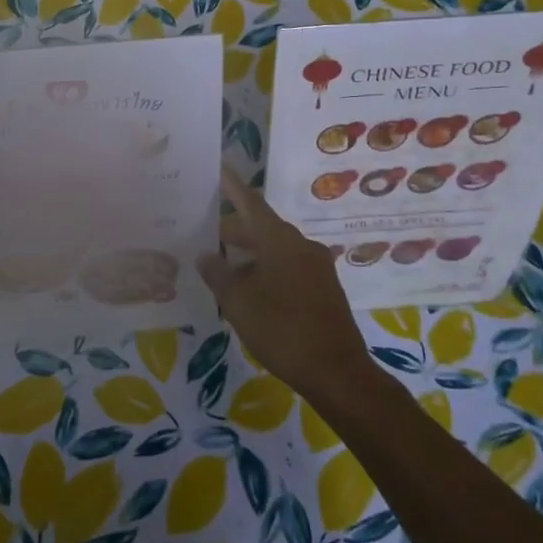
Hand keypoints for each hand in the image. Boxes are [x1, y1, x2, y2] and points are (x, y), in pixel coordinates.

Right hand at [196, 168, 370, 400]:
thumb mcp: (239, 303)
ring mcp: (316, 265)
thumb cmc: (282, 330)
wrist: (338, 372)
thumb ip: (218, 274)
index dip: (232, 186)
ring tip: (221, 263)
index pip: (250, 202)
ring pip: (275, 248)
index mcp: (279, 240)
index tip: (218, 169)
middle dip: (233, 229)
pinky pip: (288, 265)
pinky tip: (250, 287)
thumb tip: (204, 254)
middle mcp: (300, 244)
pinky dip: (266, 267)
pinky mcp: (323, 287)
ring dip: (249, 252)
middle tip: (204, 230)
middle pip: (261, 227)